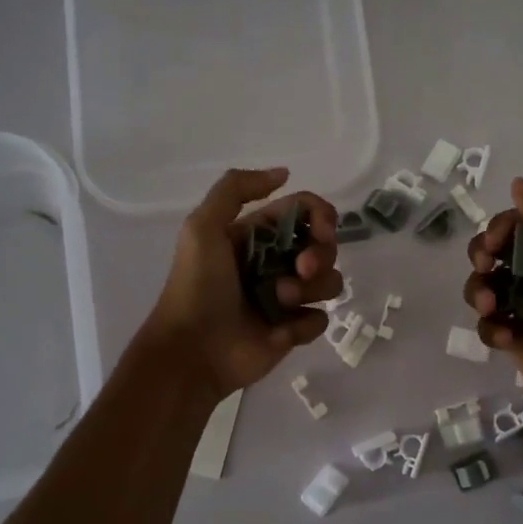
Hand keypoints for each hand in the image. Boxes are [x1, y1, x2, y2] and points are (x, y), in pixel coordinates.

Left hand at [145, 168, 342, 400]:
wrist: (192, 351)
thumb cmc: (197, 286)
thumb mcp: (202, 227)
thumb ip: (236, 189)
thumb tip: (284, 173)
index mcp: (257, 235)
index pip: (305, 212)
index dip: (321, 216)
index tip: (322, 230)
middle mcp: (276, 262)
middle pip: (325, 246)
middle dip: (320, 254)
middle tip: (300, 268)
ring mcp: (287, 298)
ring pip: (330, 281)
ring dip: (311, 288)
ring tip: (280, 301)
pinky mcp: (293, 331)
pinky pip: (321, 318)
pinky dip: (304, 322)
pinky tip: (281, 331)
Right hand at [463, 177, 522, 422]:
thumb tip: (518, 182)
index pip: (516, 225)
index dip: (499, 229)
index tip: (494, 244)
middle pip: (492, 252)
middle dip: (481, 257)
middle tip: (485, 269)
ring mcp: (522, 307)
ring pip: (481, 286)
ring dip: (478, 293)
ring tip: (489, 308)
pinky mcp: (512, 337)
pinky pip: (486, 324)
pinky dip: (492, 329)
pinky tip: (508, 338)